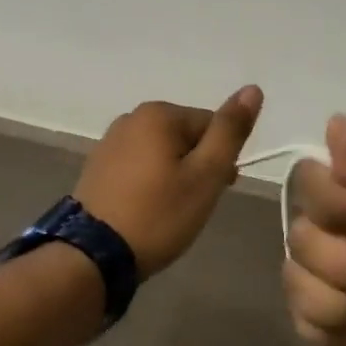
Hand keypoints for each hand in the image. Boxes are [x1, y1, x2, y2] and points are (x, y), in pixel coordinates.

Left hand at [75, 87, 264, 277]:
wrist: (92, 255)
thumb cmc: (158, 214)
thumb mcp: (205, 175)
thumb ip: (230, 131)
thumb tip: (252, 89)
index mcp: (158, 114)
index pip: (211, 126)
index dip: (221, 160)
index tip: (217, 191)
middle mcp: (131, 118)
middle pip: (186, 137)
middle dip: (197, 167)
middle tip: (194, 205)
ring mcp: (110, 142)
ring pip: (162, 153)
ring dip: (175, 176)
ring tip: (170, 212)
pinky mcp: (97, 167)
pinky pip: (139, 167)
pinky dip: (150, 184)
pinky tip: (147, 210)